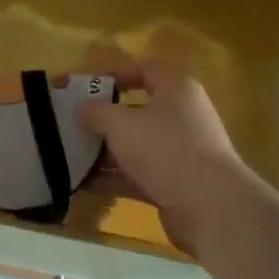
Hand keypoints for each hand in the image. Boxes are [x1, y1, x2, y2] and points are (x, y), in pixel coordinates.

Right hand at [79, 61, 258, 255]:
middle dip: (102, 119)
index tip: (84, 87)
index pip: (144, 70)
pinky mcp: (175, 184)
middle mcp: (182, 117)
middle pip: (136, 111)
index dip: (114, 75)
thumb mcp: (120, 123)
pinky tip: (82, 183)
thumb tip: (81, 109)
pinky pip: (137, 175)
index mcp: (177, 90)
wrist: (210, 207)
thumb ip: (95, 112)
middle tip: (70, 124)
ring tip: (69, 156)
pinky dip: (112, 178)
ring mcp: (180, 153)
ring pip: (135, 146)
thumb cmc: (165, 149)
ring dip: (104, 152)